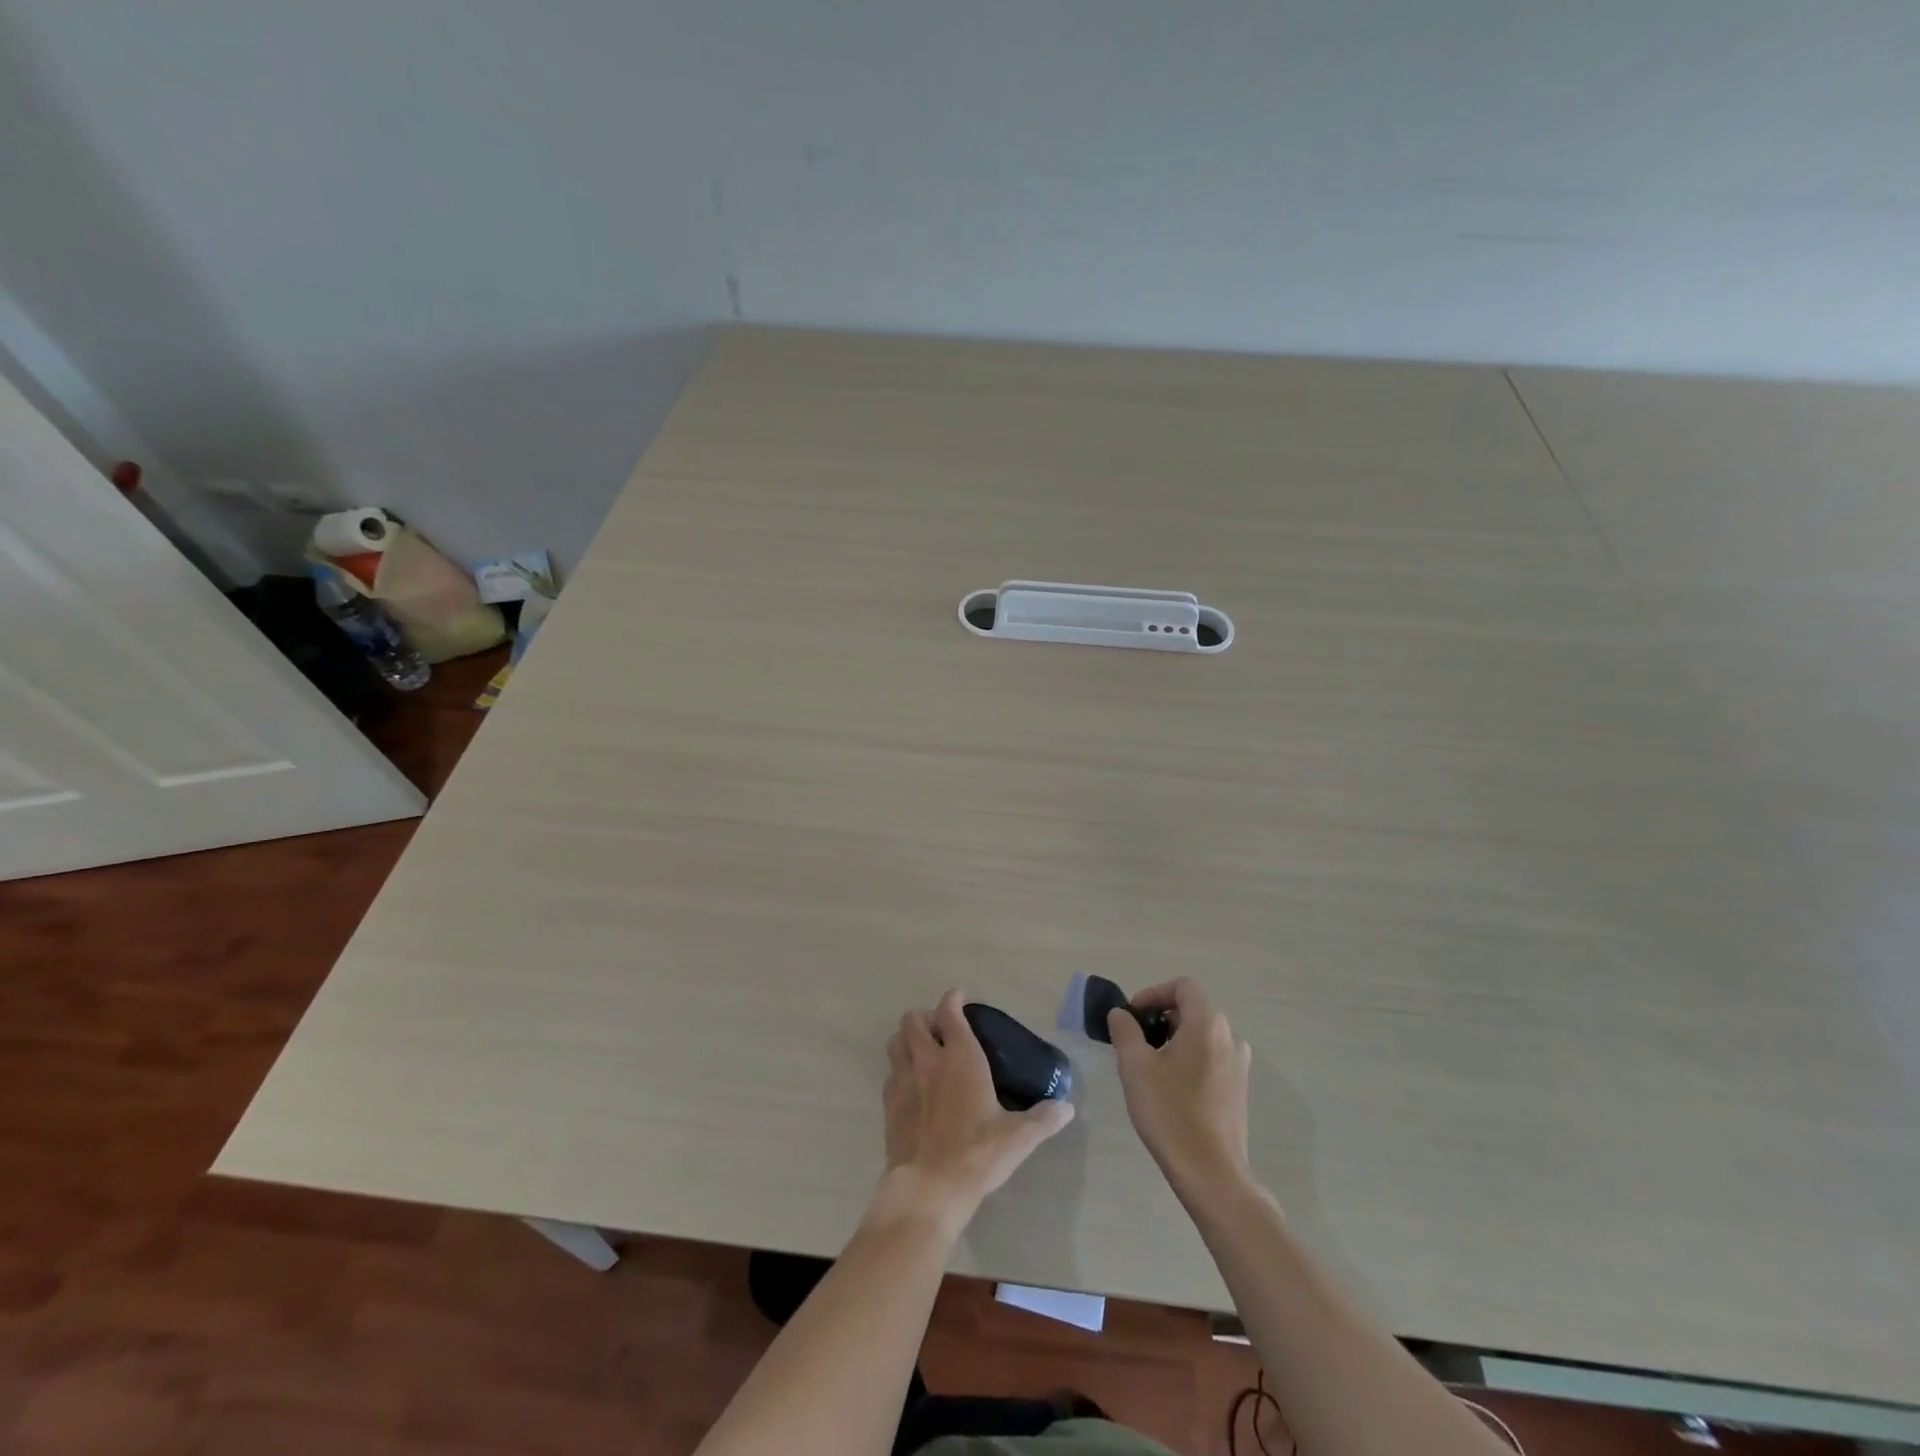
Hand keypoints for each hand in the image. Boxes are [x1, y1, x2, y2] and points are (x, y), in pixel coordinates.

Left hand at [878, 990, 1074, 1225]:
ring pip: (896, 1042)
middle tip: (939, 1028)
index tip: (959, 997)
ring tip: (922, 1049)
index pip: (950, 1012)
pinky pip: (890, 1073)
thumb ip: (1043, 1119)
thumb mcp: (1018, 1137)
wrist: (930, 1188)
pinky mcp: (889, 1105)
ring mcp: (904, 1081)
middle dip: (924, 1016)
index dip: (953, 999)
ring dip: (907, 1038)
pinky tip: (912, 1085)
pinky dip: (899, 1069)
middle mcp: (928, 1060)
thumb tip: (1067, 1108)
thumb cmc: (977, 1154)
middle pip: (913, 1021)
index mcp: (961, 1058)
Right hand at [1109, 978, 1252, 1192]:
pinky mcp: (1239, 1089)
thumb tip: (1121, 1014)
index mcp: (1208, 1024)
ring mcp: (1239, 1065)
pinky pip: (1211, 1057)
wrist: (1211, 1173)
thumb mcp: (1135, 1066)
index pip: (1182, 986)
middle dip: (1160, 1018)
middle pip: (1192, 1009)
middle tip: (1135, 1043)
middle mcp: (1230, 1037)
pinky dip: (1189, 1059)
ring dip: (1173, 1040)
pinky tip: (1170, 1088)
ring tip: (1149, 1067)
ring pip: (1201, 1035)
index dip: (1153, 994)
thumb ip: (1125, 1030)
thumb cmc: (1170, 1112)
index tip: (1132, 1017)